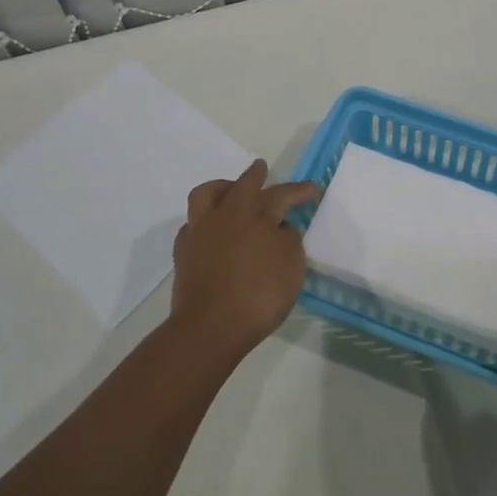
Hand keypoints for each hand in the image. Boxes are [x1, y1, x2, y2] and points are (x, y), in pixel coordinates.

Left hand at [170, 160, 317, 358]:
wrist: (209, 327)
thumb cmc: (258, 295)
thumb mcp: (291, 266)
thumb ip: (288, 239)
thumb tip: (280, 227)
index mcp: (255, 215)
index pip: (281, 194)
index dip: (298, 191)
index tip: (312, 189)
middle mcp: (226, 215)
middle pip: (241, 185)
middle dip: (255, 175)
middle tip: (262, 168)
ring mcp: (200, 232)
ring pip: (206, 195)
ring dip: (221, 188)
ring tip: (230, 191)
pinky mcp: (184, 253)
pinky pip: (193, 224)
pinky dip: (206, 220)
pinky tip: (212, 230)